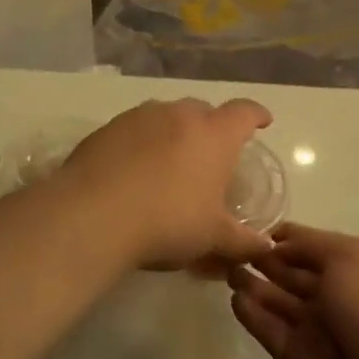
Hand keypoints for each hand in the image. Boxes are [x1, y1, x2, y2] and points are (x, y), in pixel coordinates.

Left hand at [60, 98, 275, 270]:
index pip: (244, 113)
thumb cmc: (169, 221)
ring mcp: (140, 117)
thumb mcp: (213, 237)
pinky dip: (142, 142)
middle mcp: (179, 115)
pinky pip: (134, 129)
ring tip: (172, 161)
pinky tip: (135, 170)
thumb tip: (266, 247)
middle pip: (204, 110)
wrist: (93, 215)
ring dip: (175, 132)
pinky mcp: (107, 128)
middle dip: (212, 126)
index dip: (256, 116)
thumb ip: (243, 241)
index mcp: (214, 134)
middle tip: (213, 154)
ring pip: (167, 116)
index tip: (263, 121)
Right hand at [227, 224, 358, 358]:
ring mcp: (318, 329)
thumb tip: (281, 241)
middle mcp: (338, 295)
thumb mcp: (348, 258)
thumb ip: (311, 245)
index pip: (314, 245)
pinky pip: (271, 331)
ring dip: (254, 285)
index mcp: (358, 267)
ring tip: (226, 269)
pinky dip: (253, 315)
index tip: (253, 227)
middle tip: (230, 247)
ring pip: (279, 301)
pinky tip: (235, 299)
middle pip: (294, 273)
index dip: (286, 236)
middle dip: (265, 259)